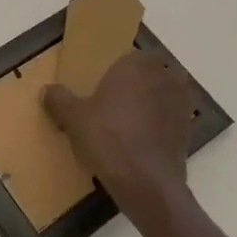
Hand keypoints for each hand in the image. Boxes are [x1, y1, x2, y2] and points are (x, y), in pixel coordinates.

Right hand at [43, 50, 193, 222]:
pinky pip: (176, 118)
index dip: (126, 65)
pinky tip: (147, 139)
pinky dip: (166, 124)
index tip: (111, 79)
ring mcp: (181, 105)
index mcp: (137, 66)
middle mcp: (164, 78)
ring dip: (160, 100)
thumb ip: (60, 100)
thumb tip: (47, 90)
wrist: (146, 183)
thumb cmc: (108, 138)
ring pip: (172, 93)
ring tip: (137, 118)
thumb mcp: (74, 119)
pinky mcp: (189, 131)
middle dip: (146, 80)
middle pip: (159, 70)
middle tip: (124, 97)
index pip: (137, 54)